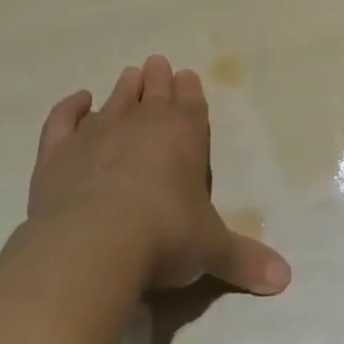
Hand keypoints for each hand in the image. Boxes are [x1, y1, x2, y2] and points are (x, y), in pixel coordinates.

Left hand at [27, 56, 291, 296]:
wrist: (94, 245)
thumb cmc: (165, 238)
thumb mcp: (212, 250)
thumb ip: (245, 259)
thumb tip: (285, 278)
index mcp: (184, 133)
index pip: (191, 103)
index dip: (190, 89)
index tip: (187, 75)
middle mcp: (141, 123)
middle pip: (153, 91)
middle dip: (158, 78)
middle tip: (157, 65)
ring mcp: (96, 133)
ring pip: (114, 100)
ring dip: (124, 87)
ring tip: (129, 76)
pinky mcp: (57, 153)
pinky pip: (63, 120)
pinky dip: (70, 107)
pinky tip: (78, 100)